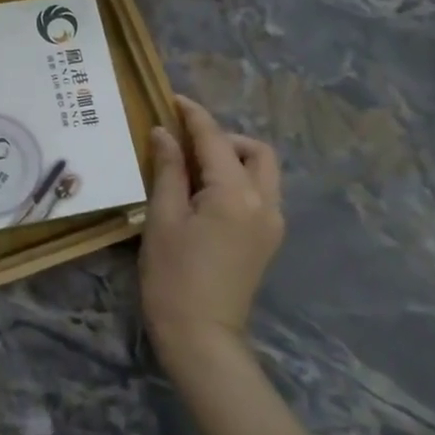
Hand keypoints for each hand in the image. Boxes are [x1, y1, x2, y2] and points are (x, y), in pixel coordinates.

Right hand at [140, 95, 284, 368]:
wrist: (201, 336)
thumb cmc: (172, 276)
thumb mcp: (162, 217)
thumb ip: (168, 170)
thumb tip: (163, 132)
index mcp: (236, 194)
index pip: (216, 140)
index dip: (194, 116)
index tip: (174, 99)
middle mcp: (265, 202)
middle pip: (255, 150)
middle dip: (223, 137)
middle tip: (186, 143)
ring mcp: (272, 223)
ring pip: (262, 171)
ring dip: (233, 158)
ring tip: (192, 167)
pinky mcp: (267, 240)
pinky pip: (259, 193)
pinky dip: (237, 180)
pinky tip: (205, 193)